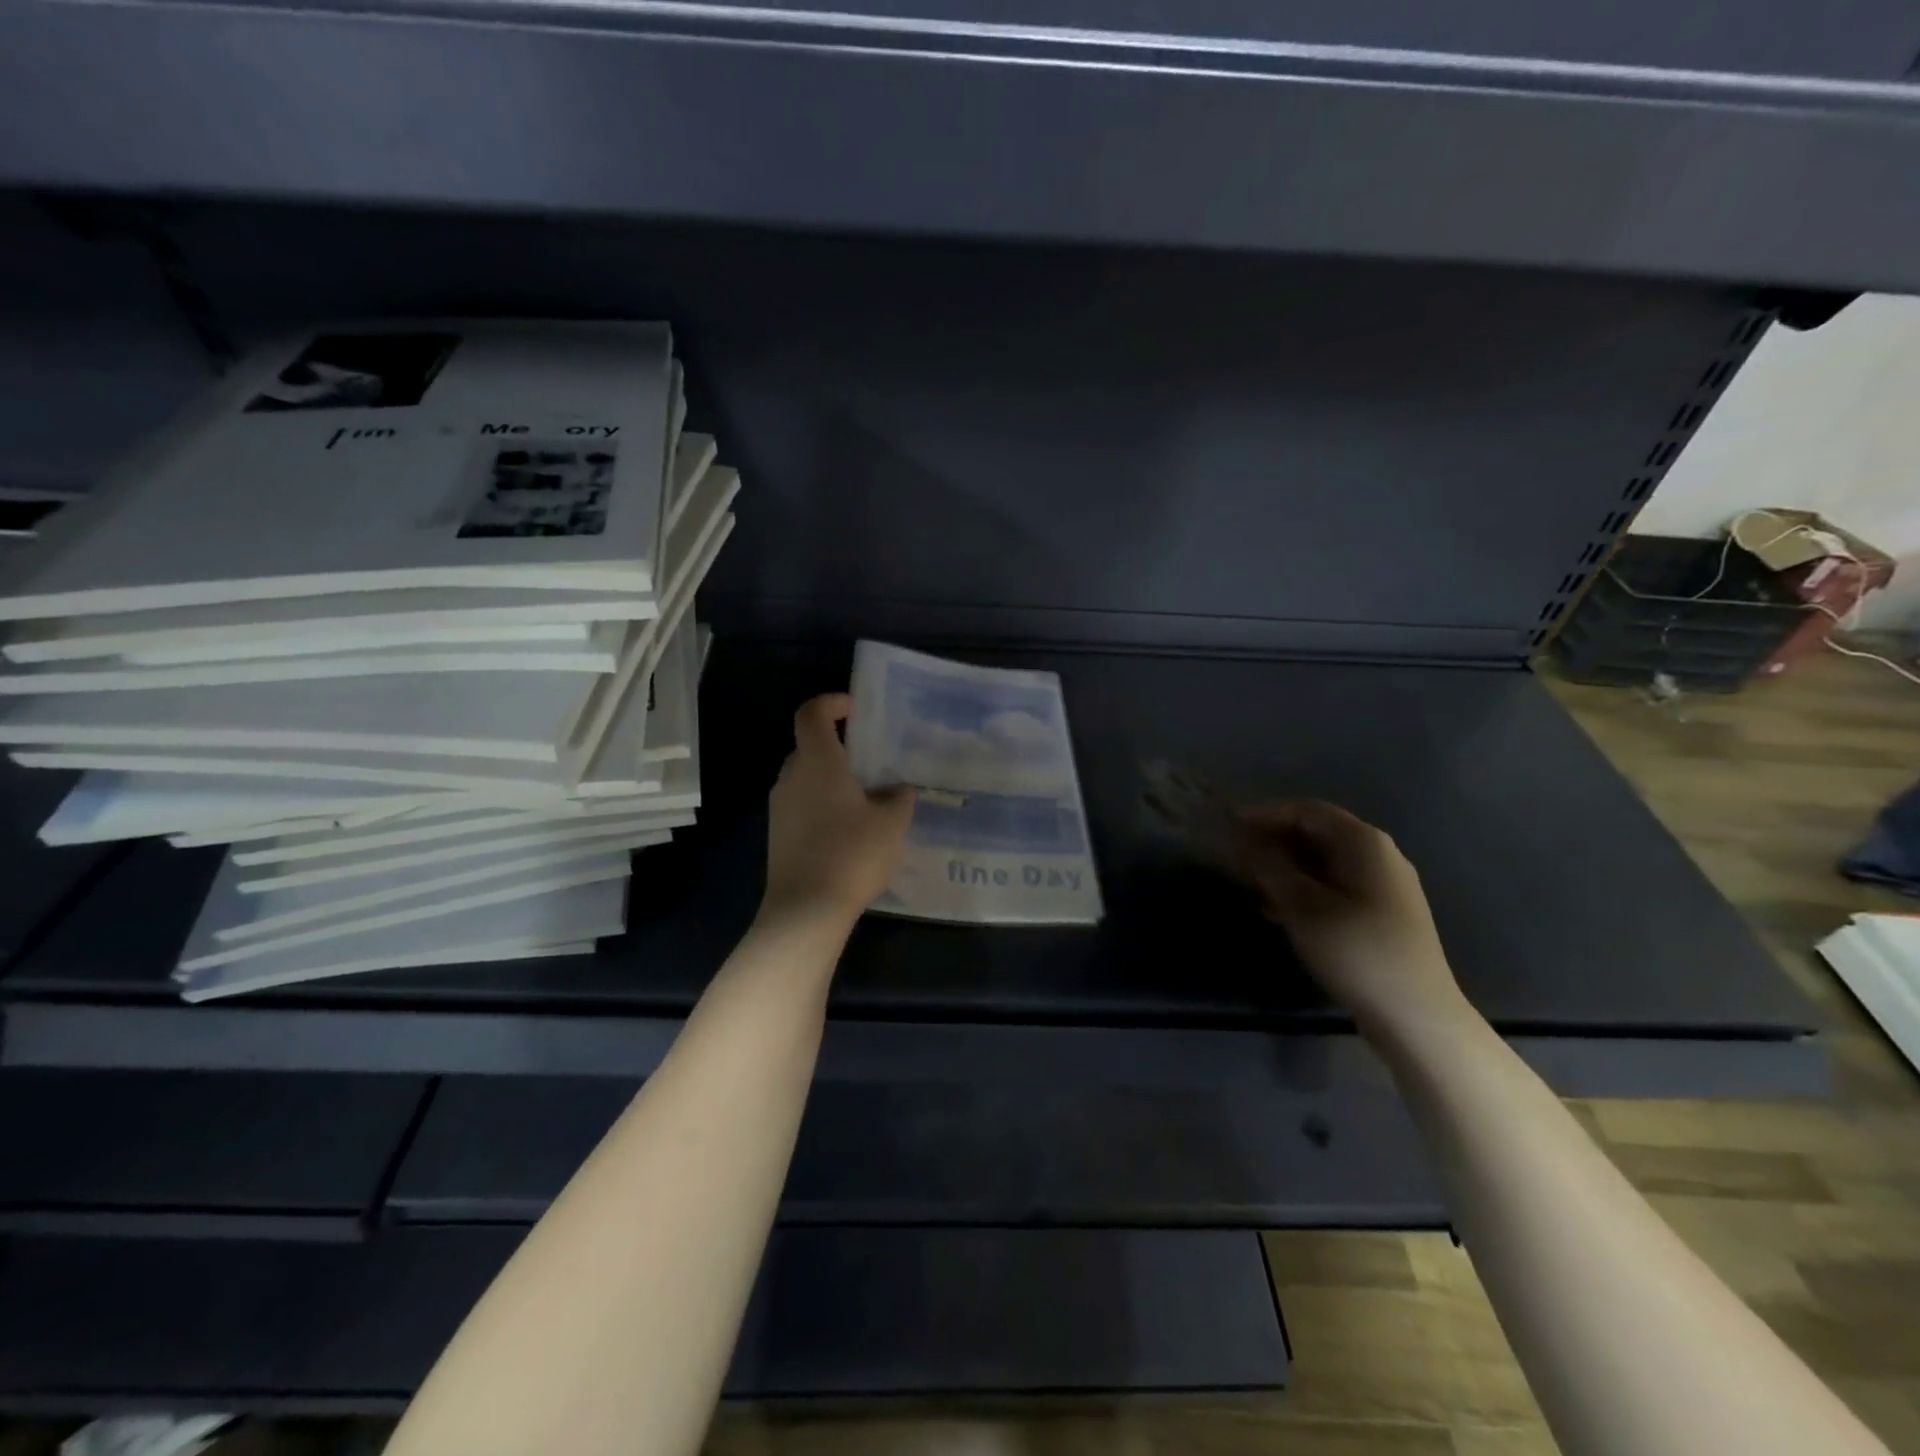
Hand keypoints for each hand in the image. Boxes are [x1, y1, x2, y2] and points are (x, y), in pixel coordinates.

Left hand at [761, 693, 915, 930]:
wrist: (806, 910)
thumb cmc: (852, 854)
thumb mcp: (892, 823)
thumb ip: (899, 797)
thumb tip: (899, 788)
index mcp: (817, 762)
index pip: (812, 713)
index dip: (832, 703)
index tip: (856, 709)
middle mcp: (791, 777)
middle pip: (809, 746)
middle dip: (839, 748)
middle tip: (872, 762)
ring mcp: (780, 807)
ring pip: (806, 778)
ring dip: (832, 780)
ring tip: (867, 800)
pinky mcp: (778, 835)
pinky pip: (802, 805)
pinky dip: (823, 805)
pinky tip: (850, 831)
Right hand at [1232, 800, 1462, 1028]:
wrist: (1416, 1015)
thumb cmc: (1356, 950)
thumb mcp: (1302, 906)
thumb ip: (1270, 868)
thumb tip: (1245, 843)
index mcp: (1363, 843)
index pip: (1307, 811)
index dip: (1265, 814)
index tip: (1230, 824)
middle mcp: (1379, 855)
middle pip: (1317, 834)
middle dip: (1274, 842)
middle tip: (1237, 856)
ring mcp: (1385, 886)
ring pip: (1325, 862)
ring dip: (1286, 868)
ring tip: (1252, 887)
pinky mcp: (1383, 914)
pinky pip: (1336, 886)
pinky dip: (1304, 889)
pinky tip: (1279, 912)